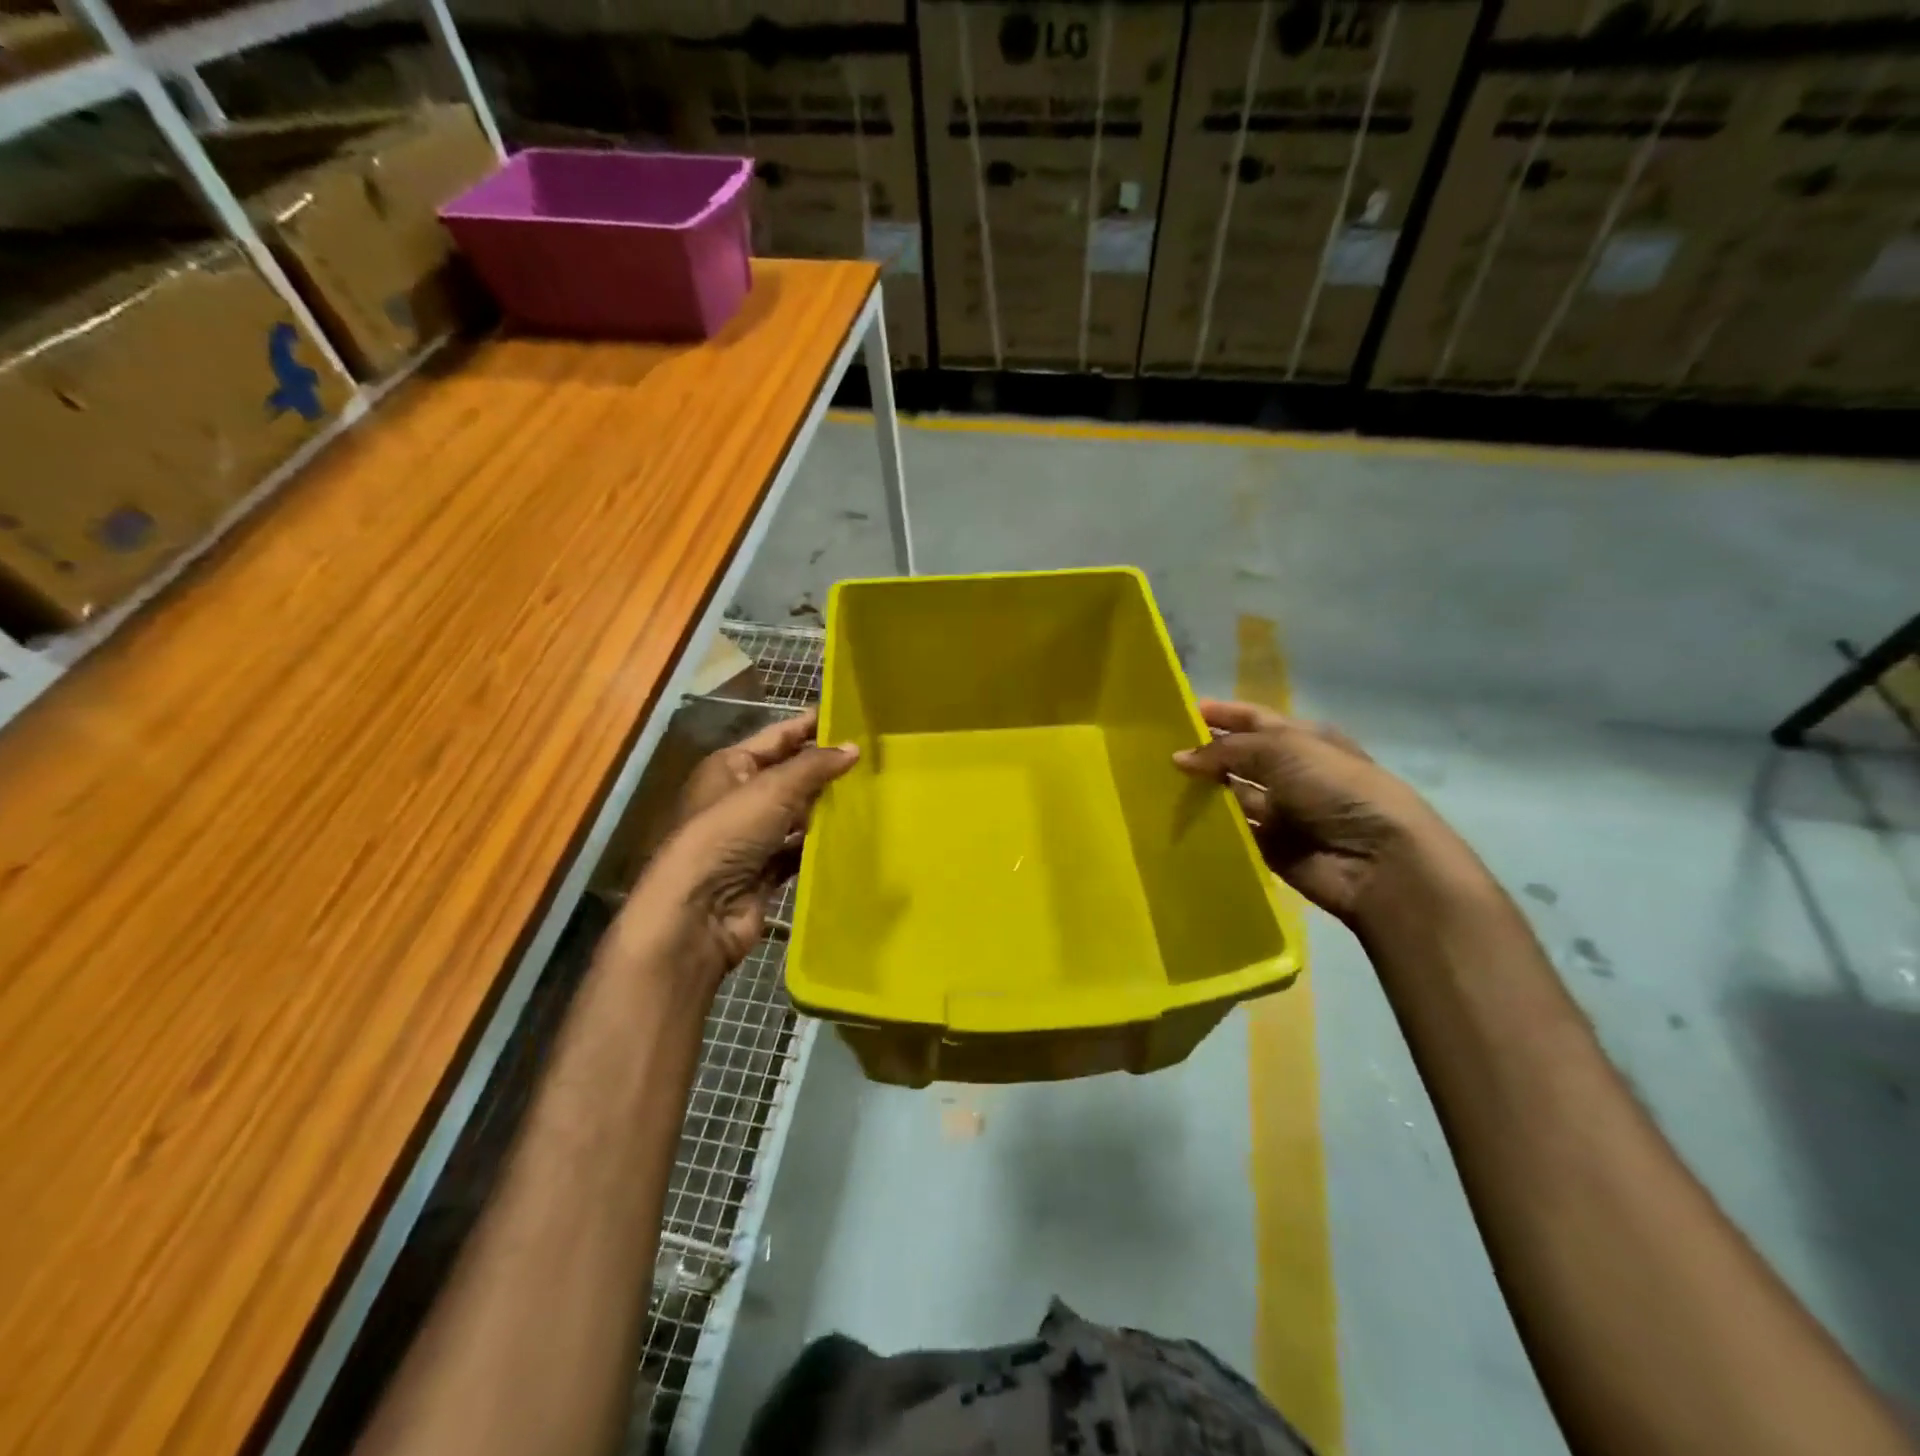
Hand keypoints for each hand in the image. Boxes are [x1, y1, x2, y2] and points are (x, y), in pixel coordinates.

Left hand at [615, 710, 857, 985]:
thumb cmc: (728, 834)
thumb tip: (853, 747)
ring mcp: (750, 837)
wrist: (697, 912)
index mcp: (729, 766)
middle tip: (872, 758)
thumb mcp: (772, 789)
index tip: (851, 717)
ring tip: (871, 794)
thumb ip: (814, 766)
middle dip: (825, 769)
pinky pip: (797, 851)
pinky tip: (852, 836)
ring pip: (796, 815)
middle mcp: (738, 798)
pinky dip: (819, 845)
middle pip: (789, 776)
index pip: (777, 737)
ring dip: (826, 808)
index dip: (810, 726)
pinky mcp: (763, 871)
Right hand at [1173, 700, 1463, 925]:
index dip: (1220, 714)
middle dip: (1204, 753)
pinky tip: (1176, 821)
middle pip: (1239, 757)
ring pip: (1232, 795)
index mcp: (1302, 739)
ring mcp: (1281, 811)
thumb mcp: (1282, 750)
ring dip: (1203, 791)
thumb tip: (1179, 757)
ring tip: (1157, 786)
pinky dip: (1210, 827)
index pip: (1253, 719)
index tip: (1178, 713)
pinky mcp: (1271, 847)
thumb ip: (1226, 750)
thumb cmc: (1335, 788)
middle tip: (1156, 753)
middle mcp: (1291, 772)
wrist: (1377, 859)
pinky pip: (1233, 832)